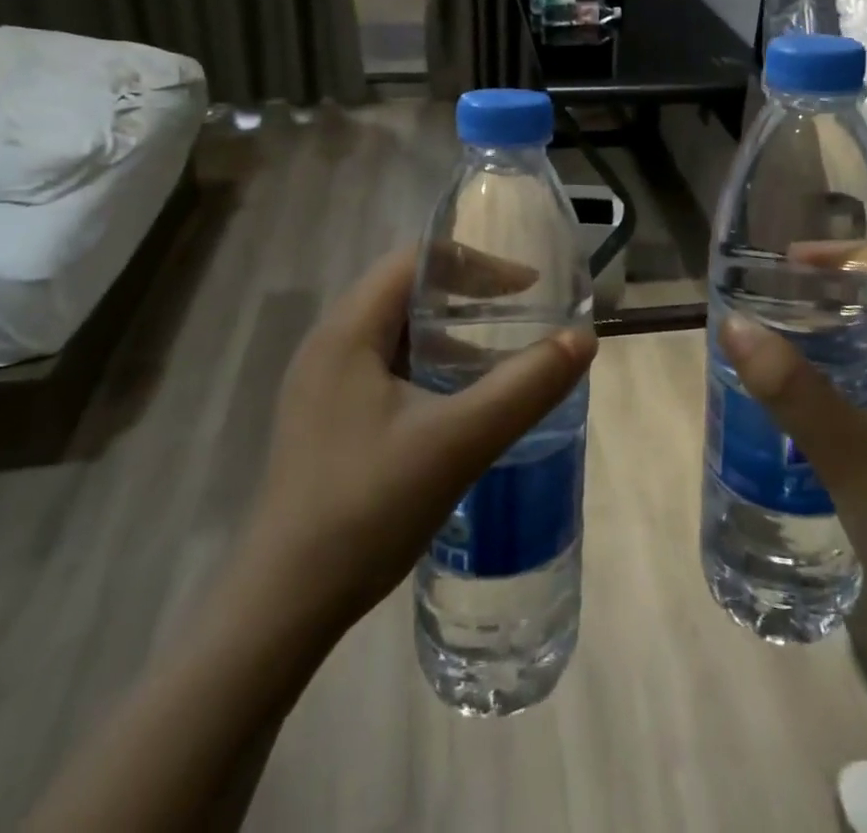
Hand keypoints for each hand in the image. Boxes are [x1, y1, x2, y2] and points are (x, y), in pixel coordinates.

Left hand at [223, 245, 596, 648]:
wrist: (283, 606)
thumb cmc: (368, 507)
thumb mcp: (460, 441)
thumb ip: (526, 386)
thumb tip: (583, 339)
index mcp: (347, 331)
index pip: (416, 261)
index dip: (476, 264)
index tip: (528, 286)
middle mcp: (329, 345)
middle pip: (405, 291)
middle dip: (467, 295)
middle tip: (520, 313)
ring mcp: (322, 385)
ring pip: (396, 333)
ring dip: (449, 334)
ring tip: (498, 356)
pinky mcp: (326, 420)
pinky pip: (386, 369)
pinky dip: (429, 367)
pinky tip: (457, 405)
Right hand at [720, 250, 866, 668]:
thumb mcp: (854, 456)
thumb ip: (793, 389)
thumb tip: (734, 325)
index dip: (855, 255)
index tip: (794, 259)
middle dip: (841, 291)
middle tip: (778, 287)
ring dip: (843, 333)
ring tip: (784, 324)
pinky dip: (848, 374)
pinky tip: (807, 388)